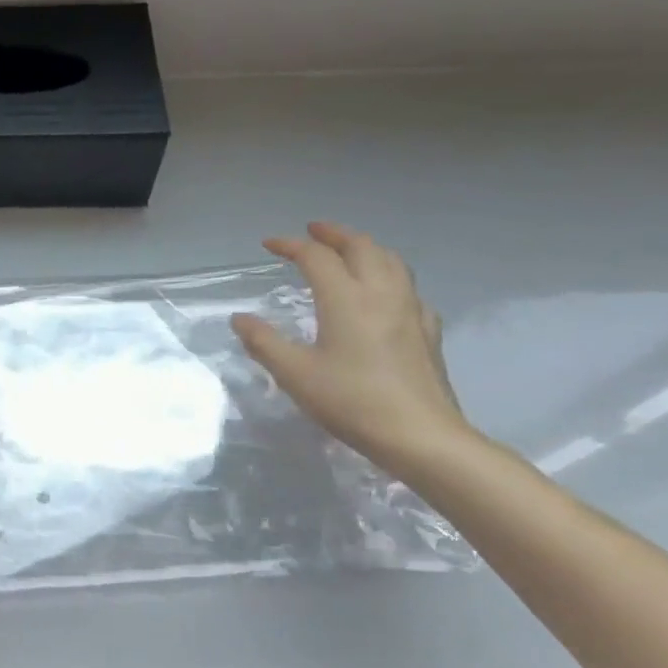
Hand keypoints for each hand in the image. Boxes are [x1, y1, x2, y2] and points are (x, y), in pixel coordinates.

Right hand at [232, 221, 470, 471]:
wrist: (419, 435)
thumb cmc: (350, 401)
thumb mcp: (294, 374)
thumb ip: (264, 342)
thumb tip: (240, 318)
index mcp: (346, 299)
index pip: (316, 257)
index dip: (291, 245)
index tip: (269, 244)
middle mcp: (381, 294)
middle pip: (362, 247)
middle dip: (334, 234)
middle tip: (313, 231)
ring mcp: (411, 311)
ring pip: (391, 262)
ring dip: (366, 248)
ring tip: (349, 251)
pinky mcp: (428, 332)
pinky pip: (409, 289)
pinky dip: (390, 278)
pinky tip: (385, 295)